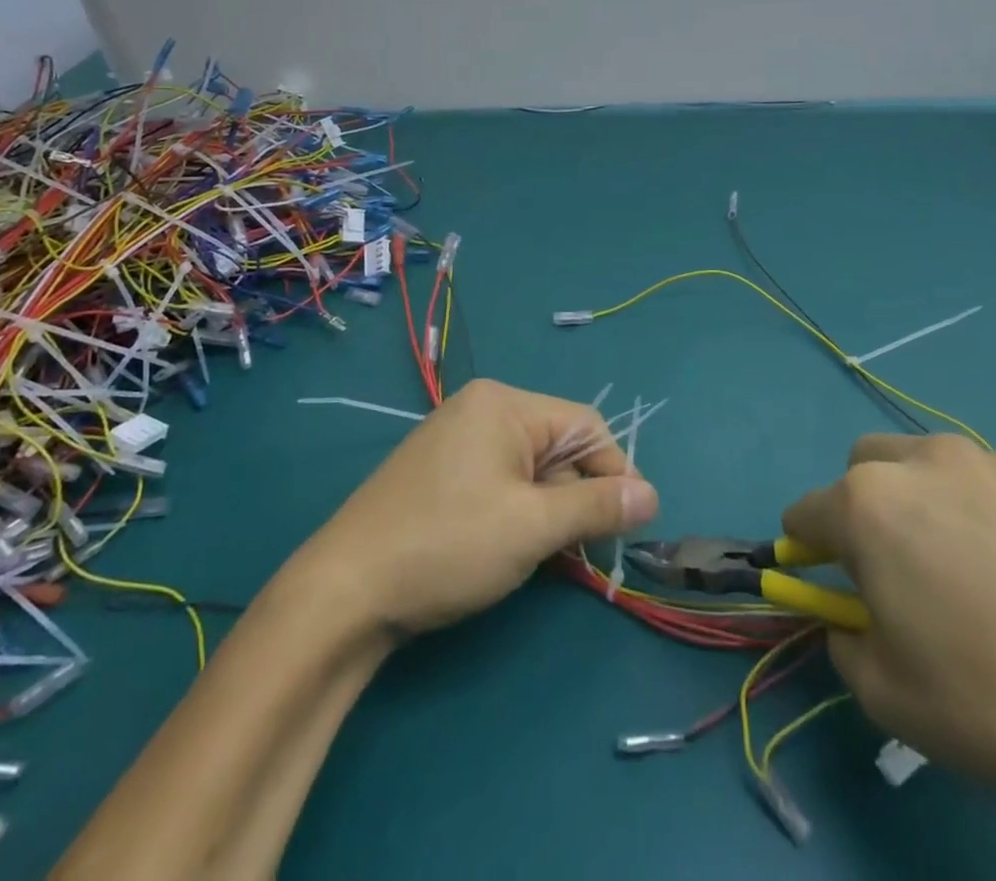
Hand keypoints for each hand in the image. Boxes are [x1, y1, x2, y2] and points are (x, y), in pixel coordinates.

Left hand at [294, 379, 659, 635]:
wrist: (344, 592)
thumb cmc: (448, 545)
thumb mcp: (533, 527)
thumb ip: (597, 507)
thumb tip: (652, 496)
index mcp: (503, 404)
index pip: (585, 425)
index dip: (615, 472)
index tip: (631, 525)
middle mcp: (480, 410)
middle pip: (557, 445)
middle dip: (578, 496)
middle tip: (583, 552)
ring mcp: (455, 440)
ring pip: (530, 469)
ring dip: (549, 511)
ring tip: (545, 557)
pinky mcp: (440, 474)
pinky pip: (500, 482)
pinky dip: (519, 513)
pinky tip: (511, 550)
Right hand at [783, 433, 995, 812]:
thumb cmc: (994, 705)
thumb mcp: (886, 695)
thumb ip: (845, 641)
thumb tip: (852, 621)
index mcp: (868, 503)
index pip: (807, 512)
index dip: (807, 546)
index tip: (822, 576)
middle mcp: (926, 462)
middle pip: (867, 463)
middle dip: (866, 504)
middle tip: (902, 566)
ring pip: (941, 466)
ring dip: (938, 502)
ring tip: (987, 574)